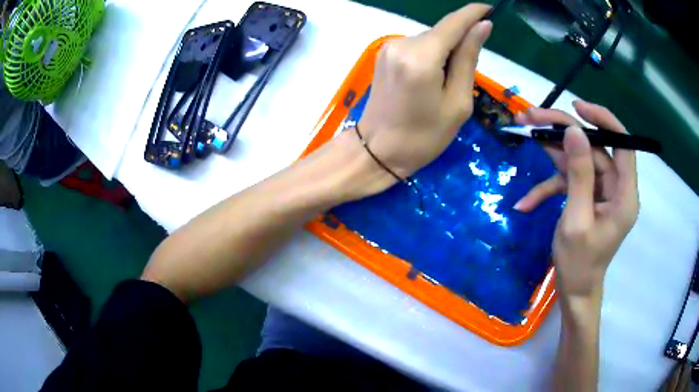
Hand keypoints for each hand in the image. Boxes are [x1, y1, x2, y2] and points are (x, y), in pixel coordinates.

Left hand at [357, 4, 491, 179]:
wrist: (377, 150)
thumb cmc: (424, 136)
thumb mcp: (457, 102)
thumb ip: (468, 58)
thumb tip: (482, 26)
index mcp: (421, 58)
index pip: (453, 23)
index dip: (473, 13)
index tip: (490, 9)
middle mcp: (402, 44)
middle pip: (442, 32)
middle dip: (460, 44)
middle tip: (465, 77)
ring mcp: (389, 48)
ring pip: (430, 39)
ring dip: (445, 52)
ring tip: (445, 85)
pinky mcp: (384, 53)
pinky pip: (417, 46)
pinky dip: (431, 55)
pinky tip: (431, 79)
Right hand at [515, 101, 639, 296]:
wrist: (574, 291)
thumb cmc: (579, 264)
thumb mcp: (576, 220)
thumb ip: (579, 175)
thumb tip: (574, 131)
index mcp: (624, 195)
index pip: (623, 144)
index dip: (603, 120)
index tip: (577, 107)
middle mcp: (616, 188)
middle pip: (594, 148)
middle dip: (563, 131)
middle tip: (532, 117)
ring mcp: (601, 192)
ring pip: (579, 159)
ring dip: (552, 150)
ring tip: (525, 132)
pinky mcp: (587, 197)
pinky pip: (570, 181)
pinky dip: (548, 187)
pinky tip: (526, 202)